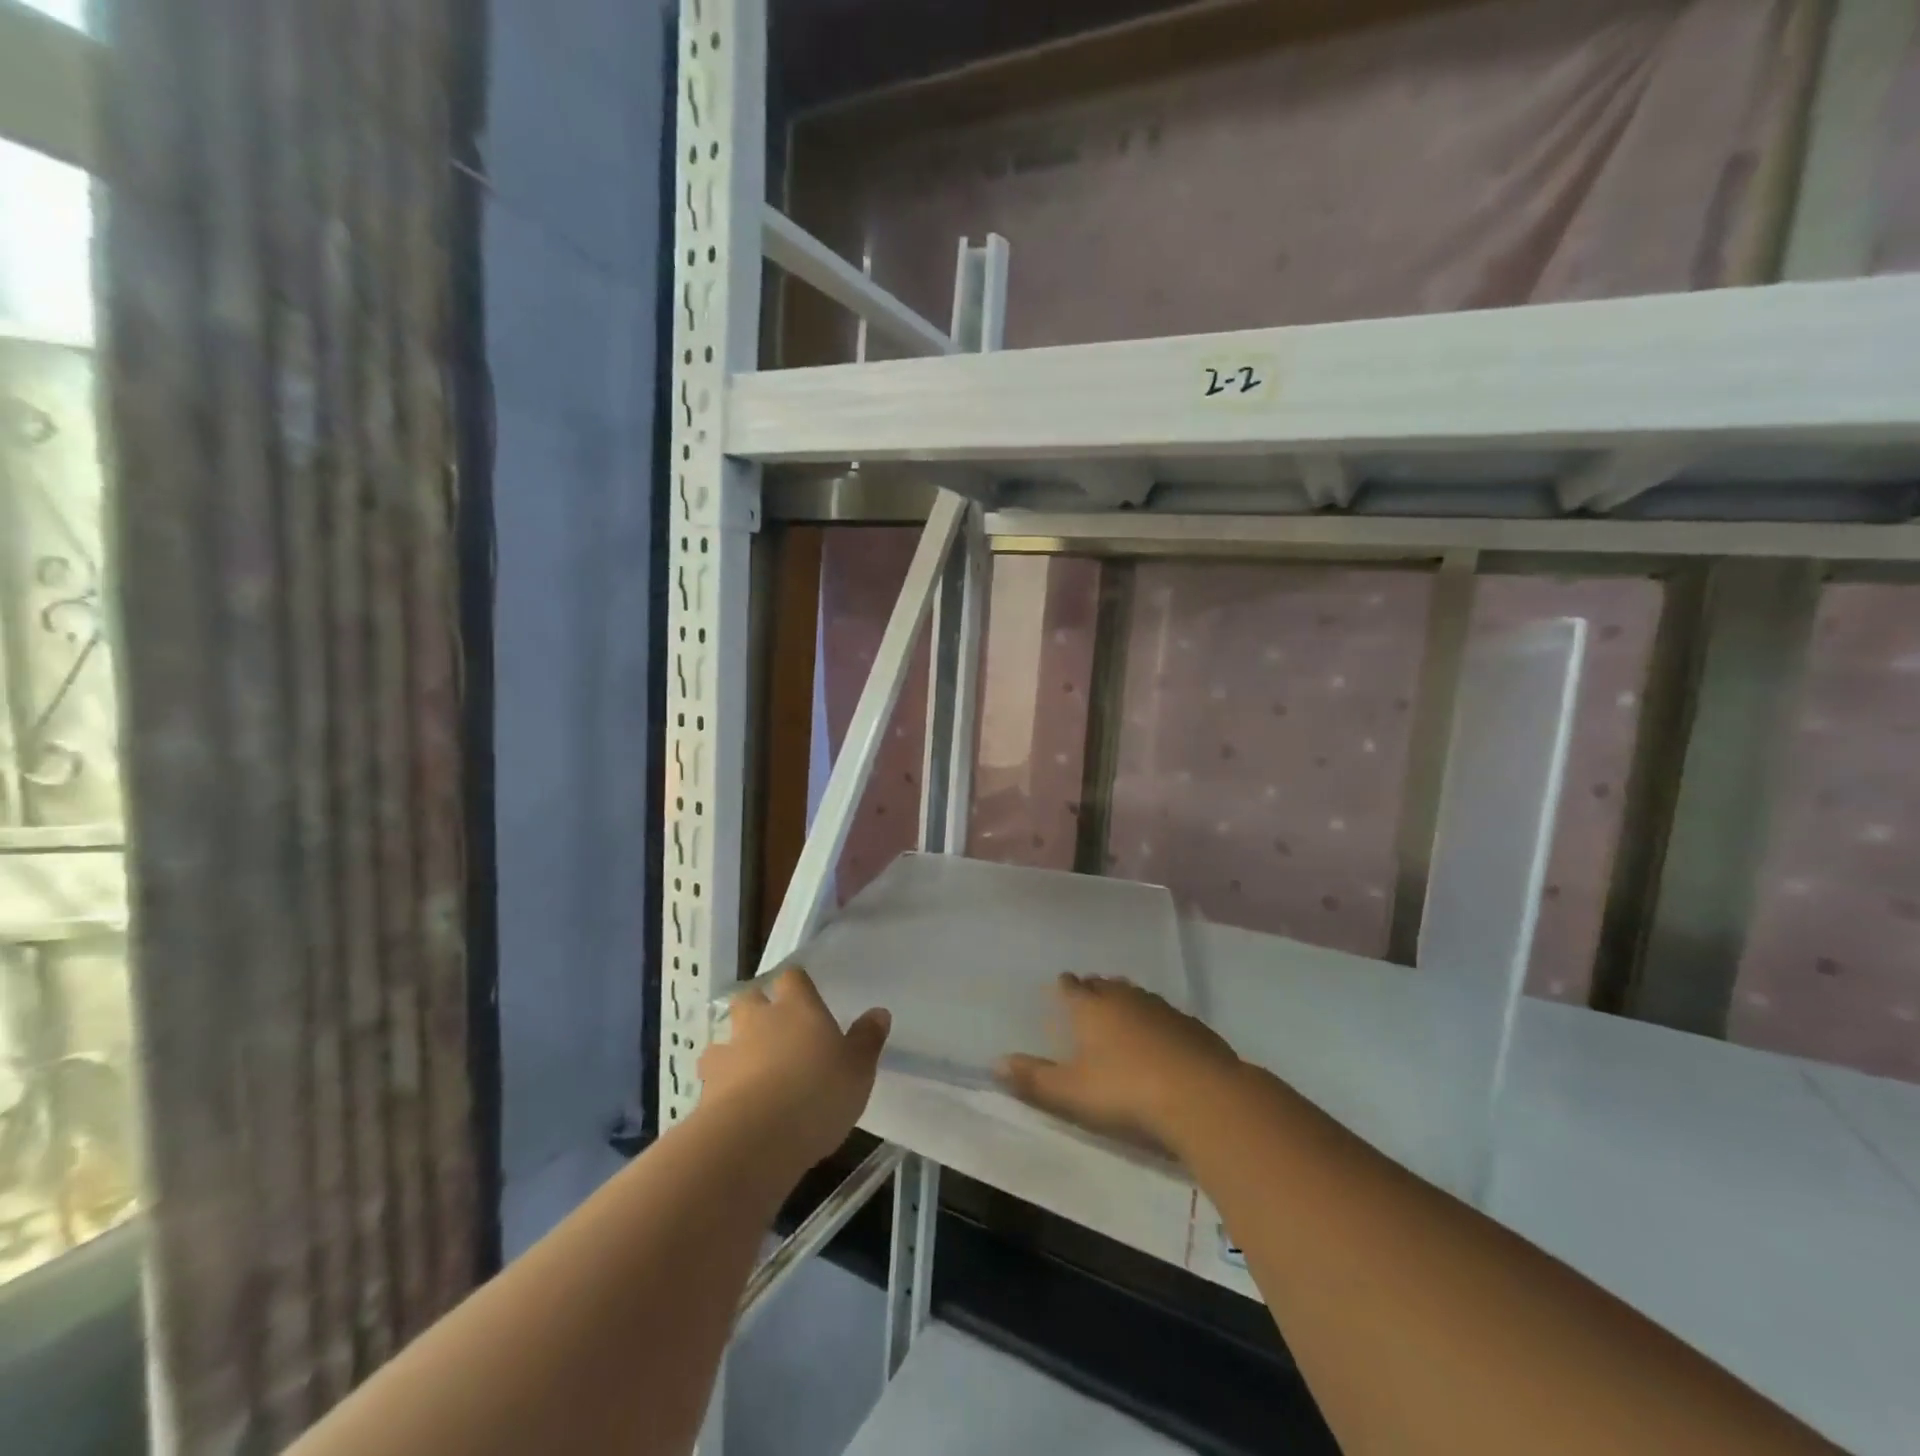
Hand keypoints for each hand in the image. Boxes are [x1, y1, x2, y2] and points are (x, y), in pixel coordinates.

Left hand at [697, 968, 889, 1168]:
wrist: (754, 1140)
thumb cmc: (817, 1094)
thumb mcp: (857, 1069)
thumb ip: (866, 1040)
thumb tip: (879, 1012)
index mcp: (798, 1007)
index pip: (792, 977)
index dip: (796, 983)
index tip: (803, 992)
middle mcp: (759, 1021)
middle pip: (750, 998)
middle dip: (757, 1008)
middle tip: (772, 1028)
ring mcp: (728, 1053)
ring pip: (724, 1038)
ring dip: (733, 1048)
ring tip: (748, 1069)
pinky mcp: (706, 1090)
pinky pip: (712, 1079)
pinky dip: (721, 1086)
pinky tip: (734, 1105)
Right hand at [997, 973, 1240, 1151]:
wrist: (1200, 1095)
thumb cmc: (1125, 1091)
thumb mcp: (1071, 1092)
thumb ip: (1034, 1078)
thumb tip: (995, 1063)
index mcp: (1091, 1008)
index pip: (1071, 987)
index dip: (1064, 987)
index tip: (1060, 986)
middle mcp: (1124, 998)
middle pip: (1104, 985)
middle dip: (1094, 989)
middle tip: (1088, 997)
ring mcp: (1161, 1008)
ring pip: (1136, 995)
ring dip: (1125, 1000)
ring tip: (1121, 1011)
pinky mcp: (1191, 1025)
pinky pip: (1165, 1014)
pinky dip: (1156, 1020)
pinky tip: (1160, 1037)